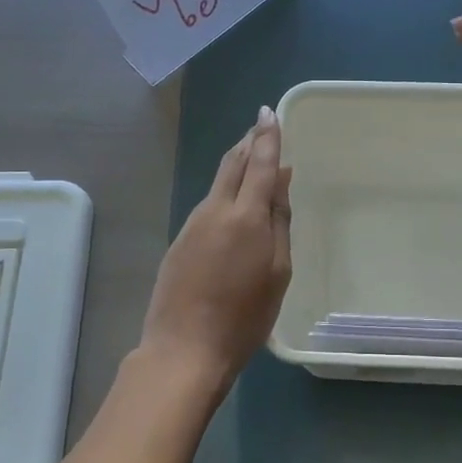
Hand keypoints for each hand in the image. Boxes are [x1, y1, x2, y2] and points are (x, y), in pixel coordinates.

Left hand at [140, 106, 292, 390]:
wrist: (184, 349)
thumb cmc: (245, 317)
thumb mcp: (278, 271)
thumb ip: (279, 222)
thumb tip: (281, 181)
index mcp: (246, 216)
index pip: (260, 163)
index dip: (267, 137)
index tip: (270, 113)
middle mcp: (216, 210)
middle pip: (233, 164)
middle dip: (248, 142)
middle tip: (261, 126)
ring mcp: (192, 225)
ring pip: (218, 183)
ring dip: (236, 165)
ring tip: (252, 159)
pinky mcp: (179, 241)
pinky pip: (207, 205)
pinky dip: (224, 193)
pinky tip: (232, 203)